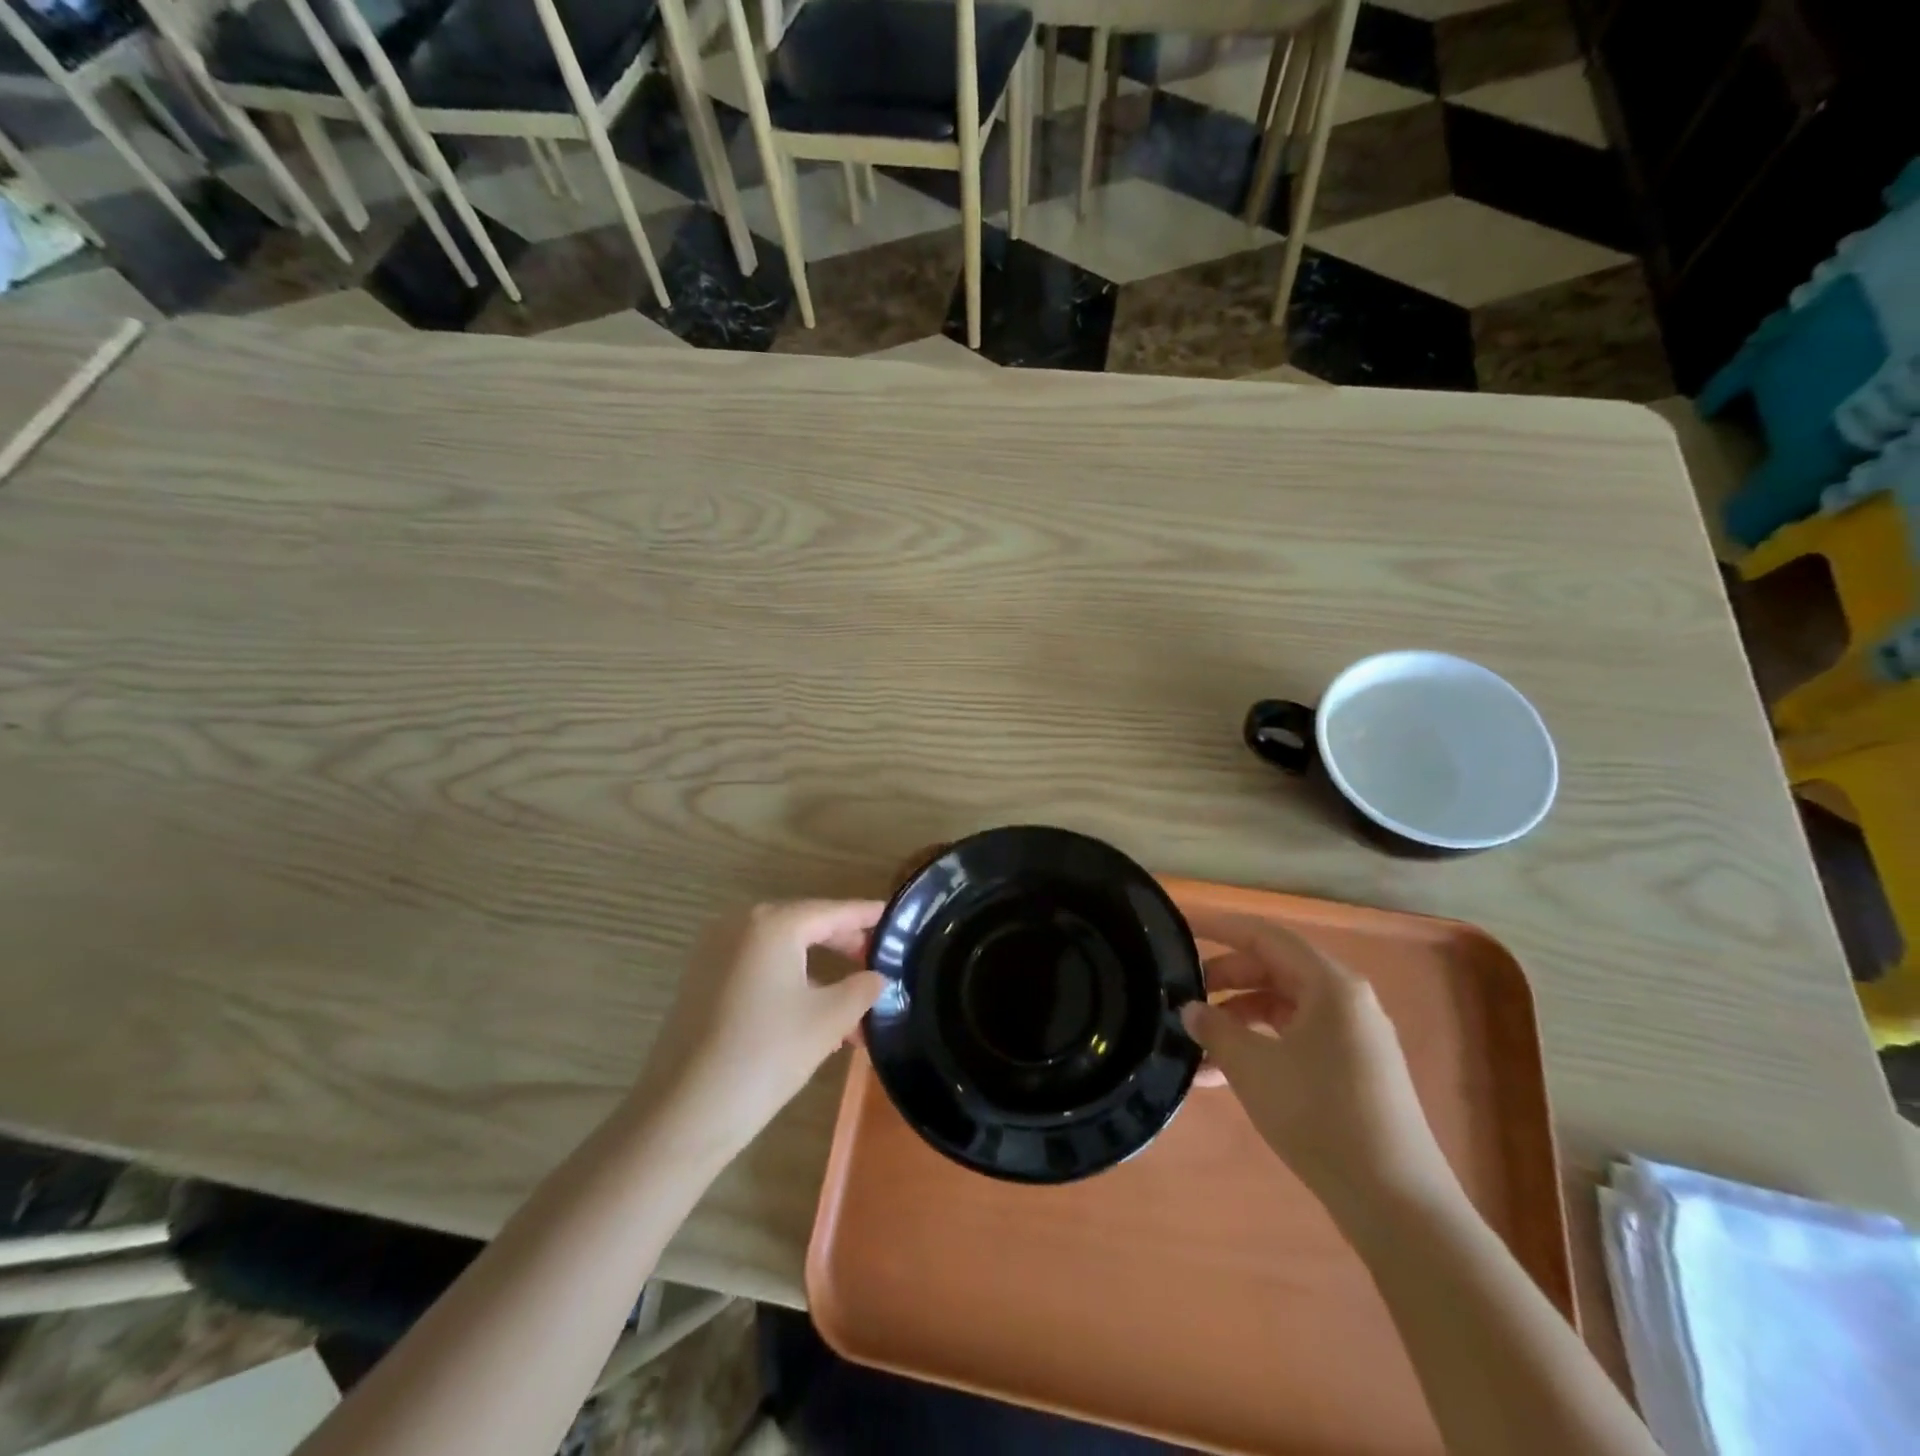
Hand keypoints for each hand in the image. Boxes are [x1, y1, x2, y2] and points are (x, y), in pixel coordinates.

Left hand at [632, 901, 886, 1157]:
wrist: (684, 1113)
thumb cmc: (765, 1055)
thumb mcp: (828, 1020)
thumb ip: (862, 989)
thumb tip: (877, 976)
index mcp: (773, 924)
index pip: (833, 911)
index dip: (867, 915)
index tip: (896, 918)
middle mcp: (740, 925)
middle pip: (806, 925)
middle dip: (845, 946)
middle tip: (878, 964)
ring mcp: (715, 951)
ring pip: (782, 951)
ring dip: (819, 972)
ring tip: (852, 1007)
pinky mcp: (702, 979)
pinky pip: (758, 968)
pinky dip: (789, 982)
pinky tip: (813, 1016)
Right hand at [1183, 908, 1455, 1213]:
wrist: (1396, 1203)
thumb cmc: (1320, 1116)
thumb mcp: (1253, 1067)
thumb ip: (1214, 1028)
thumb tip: (1189, 1009)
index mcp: (1330, 984)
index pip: (1264, 935)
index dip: (1219, 927)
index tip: (1179, 925)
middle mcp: (1346, 1000)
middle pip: (1273, 969)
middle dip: (1223, 979)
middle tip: (1181, 994)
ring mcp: (1352, 1037)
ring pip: (1281, 1007)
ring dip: (1236, 1019)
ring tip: (1194, 1044)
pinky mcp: (1352, 1070)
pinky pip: (1295, 1039)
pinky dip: (1259, 1046)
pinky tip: (1222, 1075)